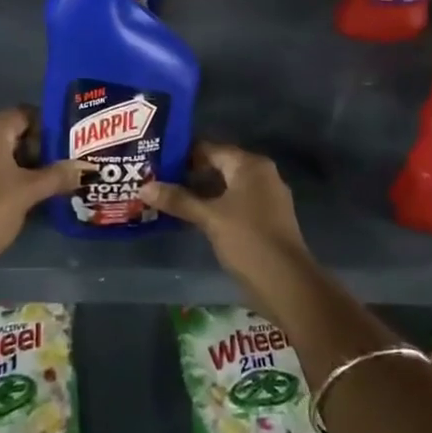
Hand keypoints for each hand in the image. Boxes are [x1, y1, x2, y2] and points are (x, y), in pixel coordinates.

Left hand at [0, 107, 91, 261]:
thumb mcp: (30, 191)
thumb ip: (58, 175)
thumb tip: (87, 167)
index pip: (25, 114)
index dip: (46, 129)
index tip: (62, 149)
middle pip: (9, 130)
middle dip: (32, 147)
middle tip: (53, 168)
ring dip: (15, 161)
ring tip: (36, 183)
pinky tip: (10, 193)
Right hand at [142, 144, 311, 291]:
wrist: (287, 284)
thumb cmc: (248, 240)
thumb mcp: (209, 218)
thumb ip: (178, 200)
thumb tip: (144, 187)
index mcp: (250, 165)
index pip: (210, 149)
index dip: (182, 155)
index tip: (156, 161)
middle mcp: (261, 174)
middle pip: (219, 166)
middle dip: (189, 174)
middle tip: (157, 180)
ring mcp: (267, 197)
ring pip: (226, 186)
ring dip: (201, 192)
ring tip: (169, 198)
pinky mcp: (267, 219)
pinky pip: (235, 203)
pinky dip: (215, 206)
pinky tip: (193, 217)